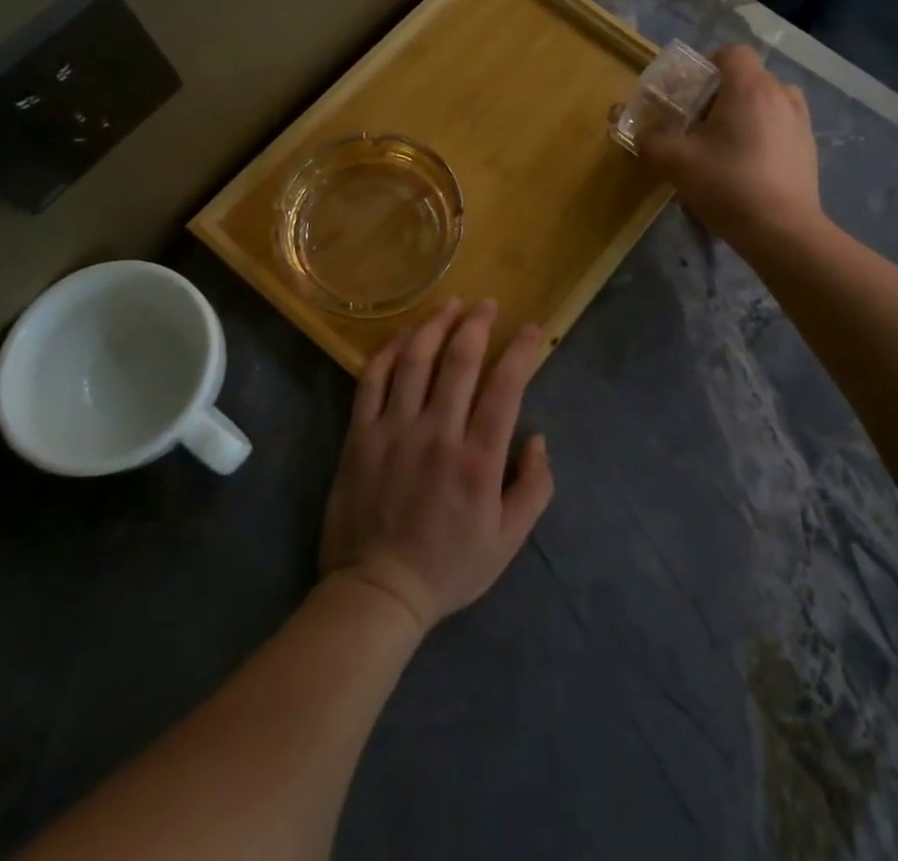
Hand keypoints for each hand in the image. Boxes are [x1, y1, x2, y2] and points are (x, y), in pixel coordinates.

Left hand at [318, 299, 553, 635]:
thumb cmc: (449, 566)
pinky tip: (404, 337)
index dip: (522, 351)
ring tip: (450, 305)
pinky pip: (372, 380)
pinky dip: (389, 351)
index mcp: (478, 460)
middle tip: (487, 305)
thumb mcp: (509, 540)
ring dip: (435, 325)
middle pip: (460, 360)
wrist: (377, 592)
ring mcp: (394, 431)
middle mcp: (437, 434)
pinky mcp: (360, 435)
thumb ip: (534, 487)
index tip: (532, 329)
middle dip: (478, 324)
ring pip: (415, 360)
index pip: (506, 387)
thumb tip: (537, 438)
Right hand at [638, 44, 821, 246]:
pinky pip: (783, 125)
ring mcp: (800, 121)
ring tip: (728, 142)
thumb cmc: (727, 185)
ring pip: (769, 100)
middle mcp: (780, 94)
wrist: (782, 230)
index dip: (708, 65)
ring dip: (748, 112)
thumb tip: (641, 135)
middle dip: (723, 94)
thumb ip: (651, 142)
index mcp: (749, 87)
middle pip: (749, 77)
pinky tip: (749, 165)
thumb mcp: (676, 162)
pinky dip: (766, 133)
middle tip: (700, 124)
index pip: (732, 52)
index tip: (691, 93)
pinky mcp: (809, 148)